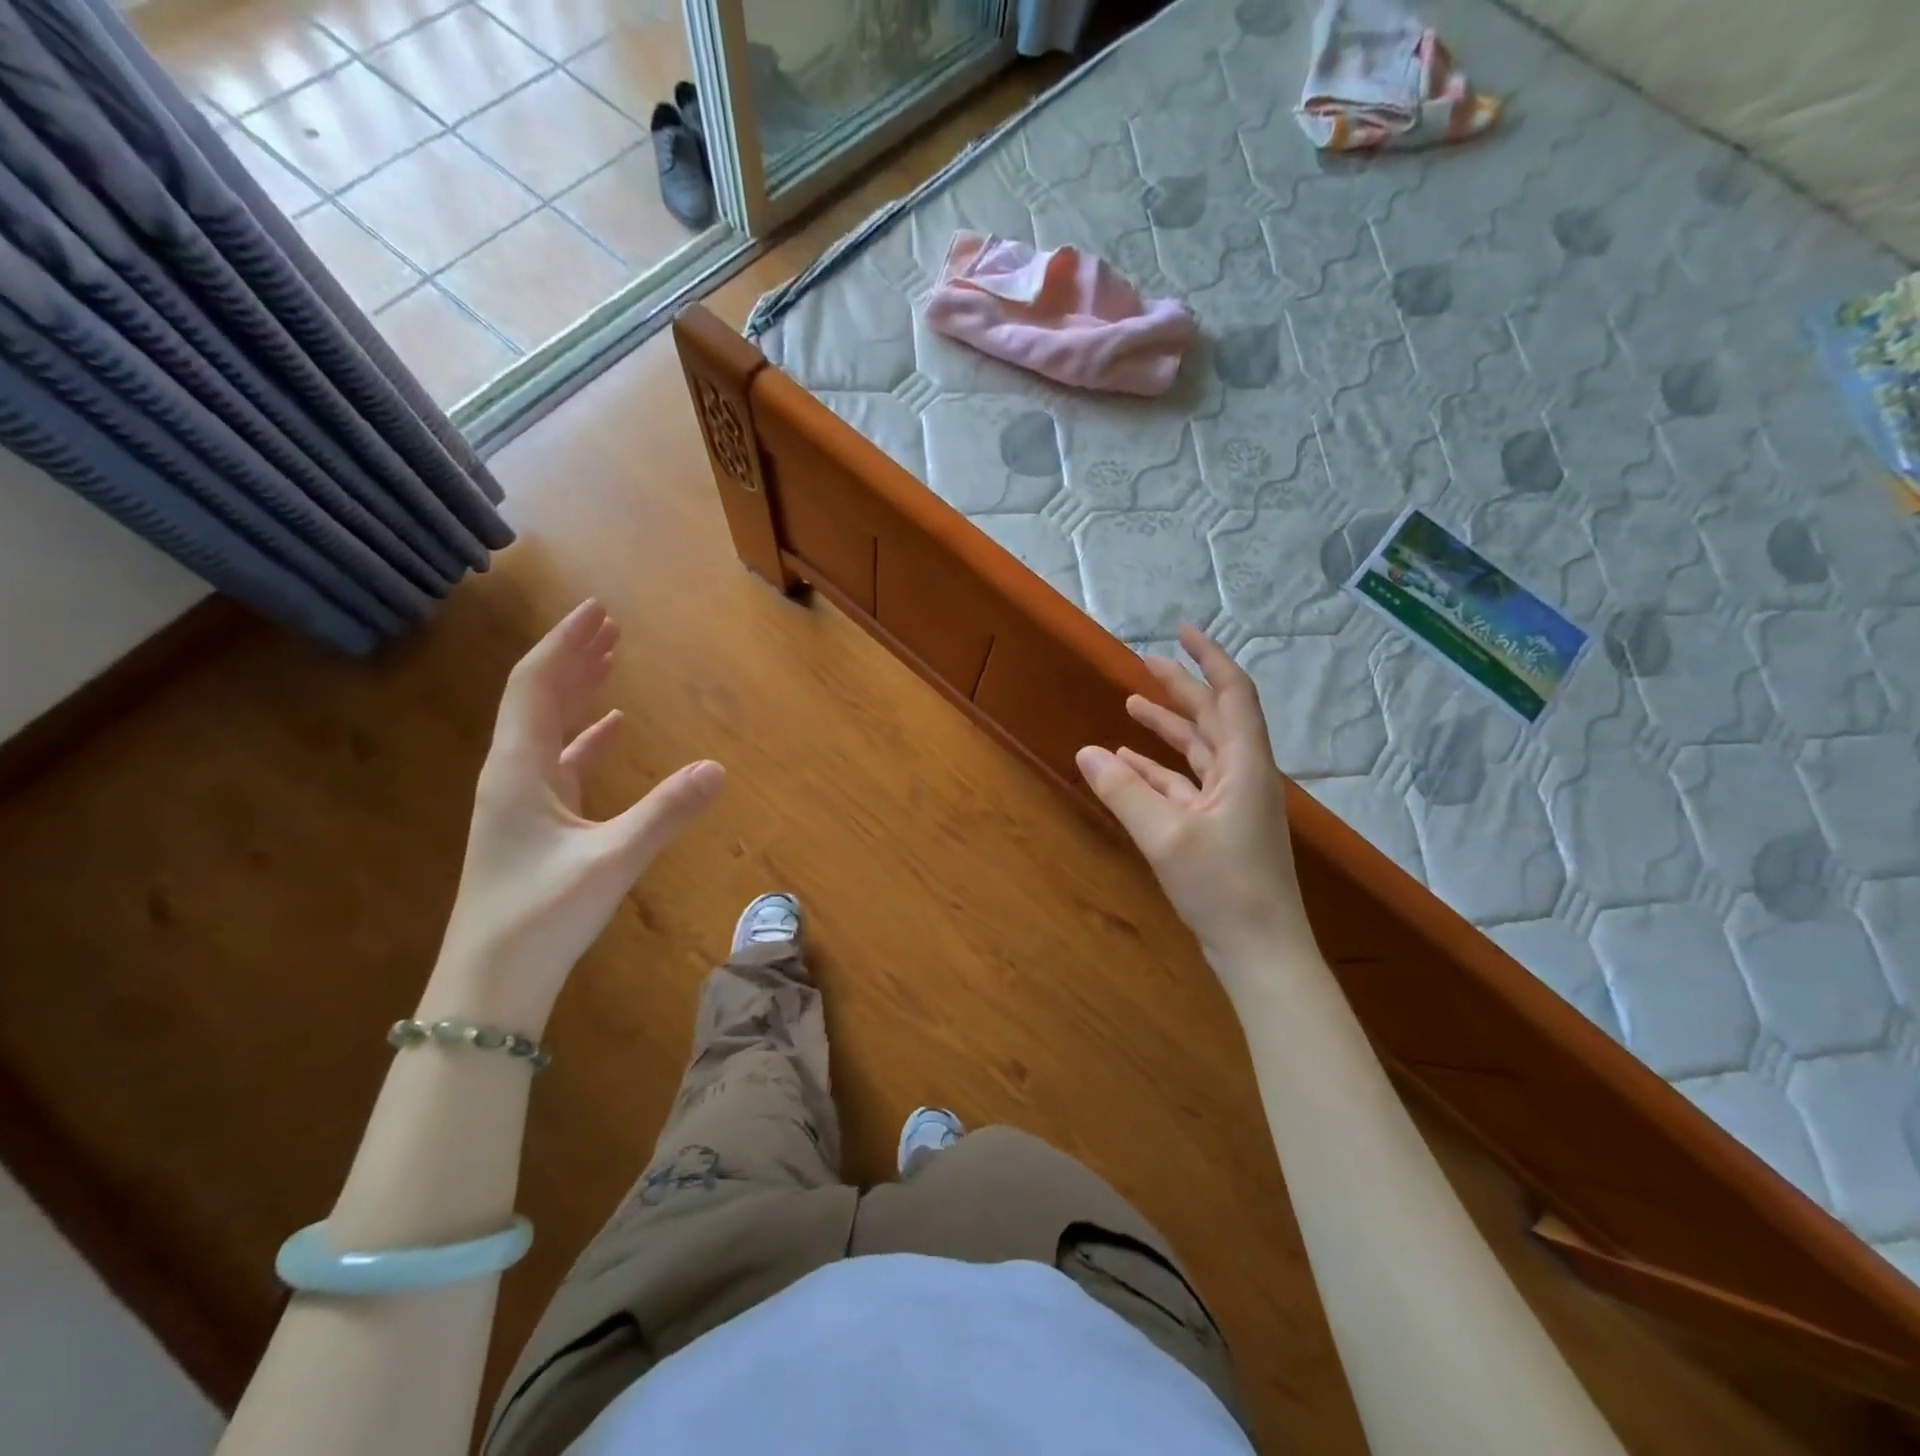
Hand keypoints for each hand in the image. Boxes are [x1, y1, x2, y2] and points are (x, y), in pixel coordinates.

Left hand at [426, 601, 725, 1029]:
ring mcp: (521, 801)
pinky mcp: (535, 825)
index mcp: (518, 770)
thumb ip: (665, 813)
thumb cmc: (540, 917)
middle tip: (610, 624)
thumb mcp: (611, 861)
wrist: (489, 985)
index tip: (597, 610)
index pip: (536, 685)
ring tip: (611, 661)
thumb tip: (718, 768)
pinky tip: (613, 729)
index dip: (566, 644)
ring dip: (579, 691)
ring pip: (550, 728)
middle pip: (539, 697)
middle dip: (574, 657)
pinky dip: (588, 737)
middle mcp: (513, 774)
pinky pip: (562, 762)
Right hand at [1075, 624, 1305, 971]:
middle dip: (1180, 689)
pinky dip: (1157, 772)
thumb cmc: (1224, 889)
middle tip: (1144, 663)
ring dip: (1167, 729)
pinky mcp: (1219, 828)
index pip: (1231, 694)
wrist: (1262, 953)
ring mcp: (1232, 803)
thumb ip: (1124, 792)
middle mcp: (1242, 775)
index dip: (1209, 658)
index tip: (1181, 631)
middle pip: (1212, 718)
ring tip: (1131, 706)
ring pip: (1197, 752)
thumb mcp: (1165, 836)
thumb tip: (1085, 752)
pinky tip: (1127, 765)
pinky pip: (1185, 786)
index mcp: (1244, 765)